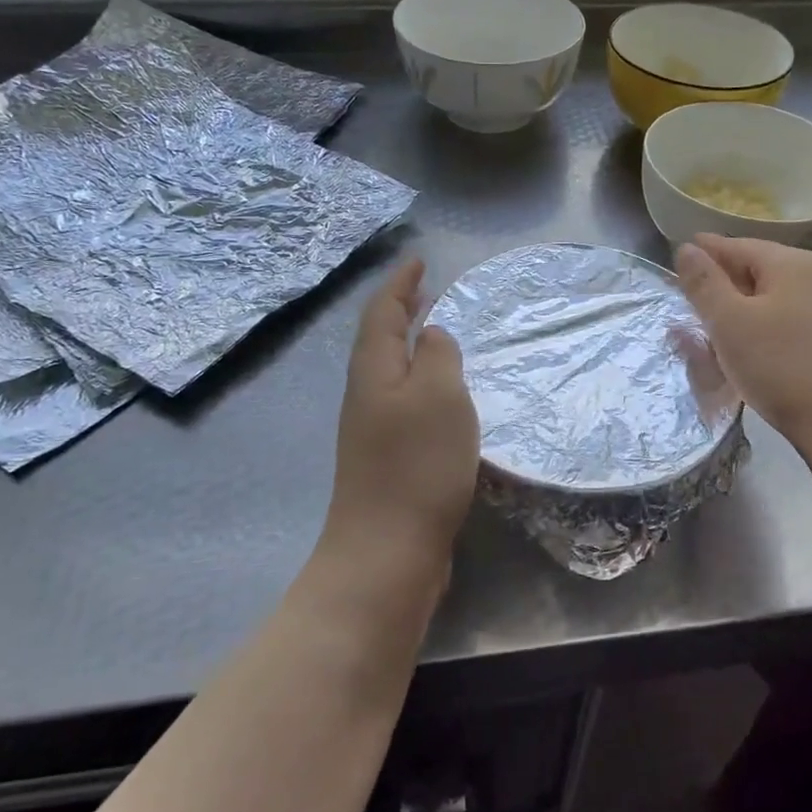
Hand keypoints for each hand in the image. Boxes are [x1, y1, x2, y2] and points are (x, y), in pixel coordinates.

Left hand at [327, 260, 478, 570]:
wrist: (388, 551)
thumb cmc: (417, 465)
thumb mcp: (439, 396)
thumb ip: (437, 356)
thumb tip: (432, 335)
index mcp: (374, 369)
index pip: (383, 311)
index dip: (400, 283)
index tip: (419, 260)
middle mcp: (367, 393)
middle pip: (380, 338)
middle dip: (402, 310)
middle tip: (428, 290)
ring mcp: (374, 428)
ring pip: (392, 369)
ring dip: (412, 344)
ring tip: (440, 331)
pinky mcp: (389, 457)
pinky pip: (405, 399)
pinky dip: (422, 380)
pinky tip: (445, 394)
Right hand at [675, 235, 811, 467]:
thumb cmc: (783, 366)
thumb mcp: (729, 322)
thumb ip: (704, 283)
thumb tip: (687, 248)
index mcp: (789, 262)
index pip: (734, 245)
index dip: (702, 252)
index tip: (674, 259)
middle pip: (754, 272)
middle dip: (719, 286)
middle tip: (686, 302)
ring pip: (770, 302)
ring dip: (738, 314)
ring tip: (711, 335)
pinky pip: (785, 326)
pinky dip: (760, 334)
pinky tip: (748, 356)